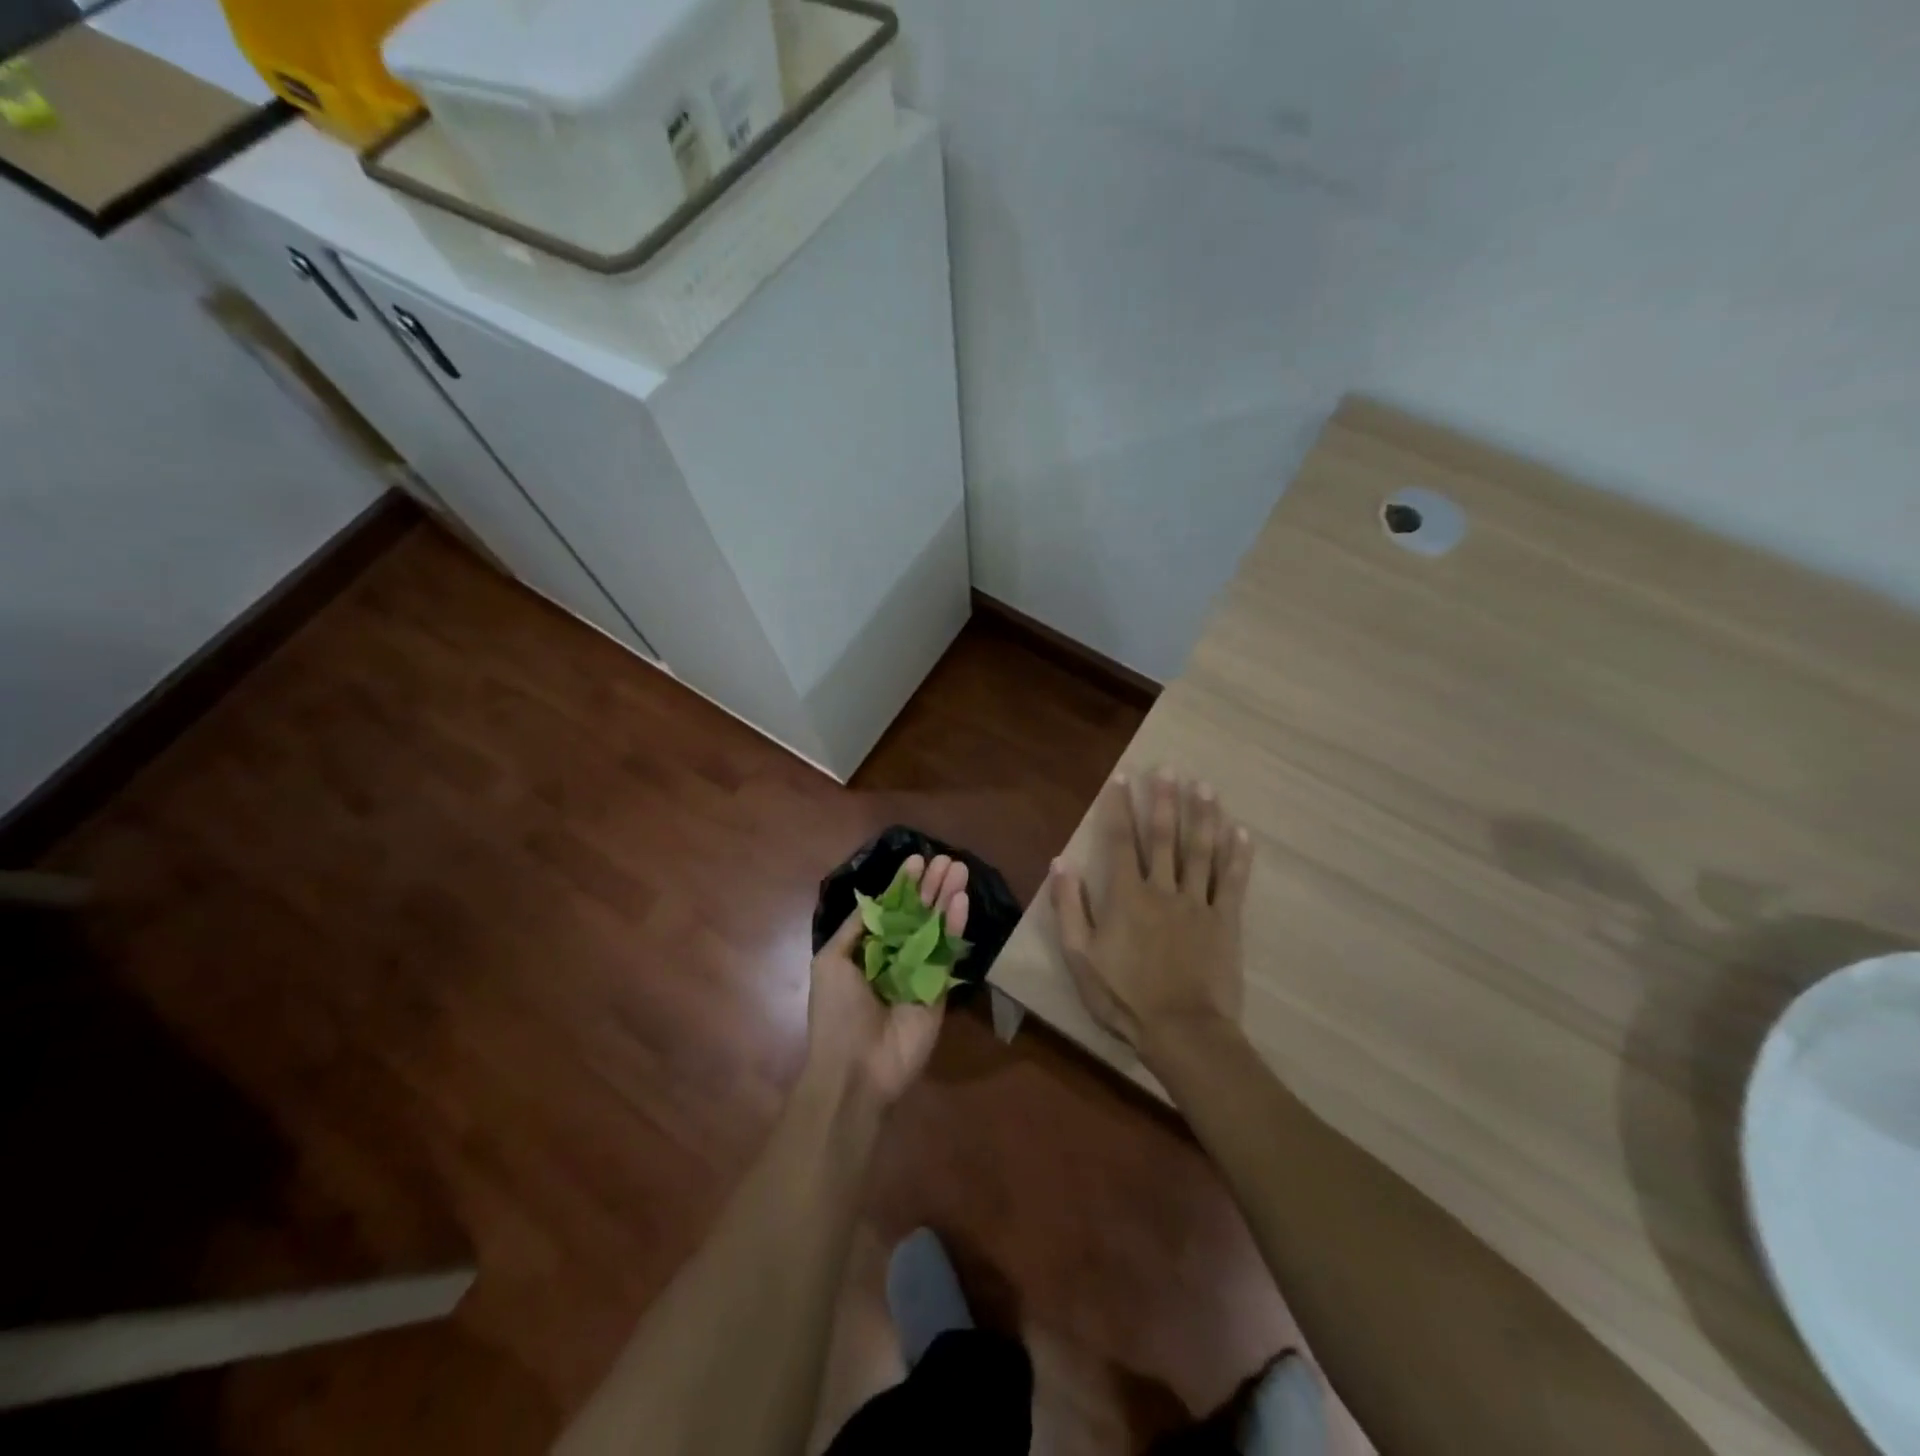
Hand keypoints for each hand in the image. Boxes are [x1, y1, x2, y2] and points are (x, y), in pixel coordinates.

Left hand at [807, 854, 969, 1107]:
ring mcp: (919, 973)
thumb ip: (855, 929)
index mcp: (867, 951)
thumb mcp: (830, 962)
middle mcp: (895, 957)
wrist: (855, 1069)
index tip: (917, 861)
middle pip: (916, 914)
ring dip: (946, 898)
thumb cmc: (837, 1013)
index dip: (903, 886)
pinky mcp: (939, 989)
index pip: (890, 910)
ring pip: (935, 928)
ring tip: (959, 869)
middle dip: (930, 886)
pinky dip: (954, 926)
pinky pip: (947, 953)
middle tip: (947, 859)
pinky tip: (961, 901)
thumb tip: (874, 900)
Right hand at [1049, 772, 1252, 1060]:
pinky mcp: (1225, 922)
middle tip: (1170, 768)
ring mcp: (1198, 904)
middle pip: (1164, 837)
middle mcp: (1163, 889)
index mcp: (1126, 896)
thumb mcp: (1080, 957)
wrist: (1183, 1032)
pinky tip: (1242, 832)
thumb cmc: (1125, 997)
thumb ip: (1069, 908)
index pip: (1120, 841)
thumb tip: (1060, 863)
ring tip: (1206, 786)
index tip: (1123, 778)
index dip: (1119, 808)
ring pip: (1201, 851)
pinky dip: (1237, 856)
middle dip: (1165, 800)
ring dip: (1203, 816)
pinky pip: (1232, 882)